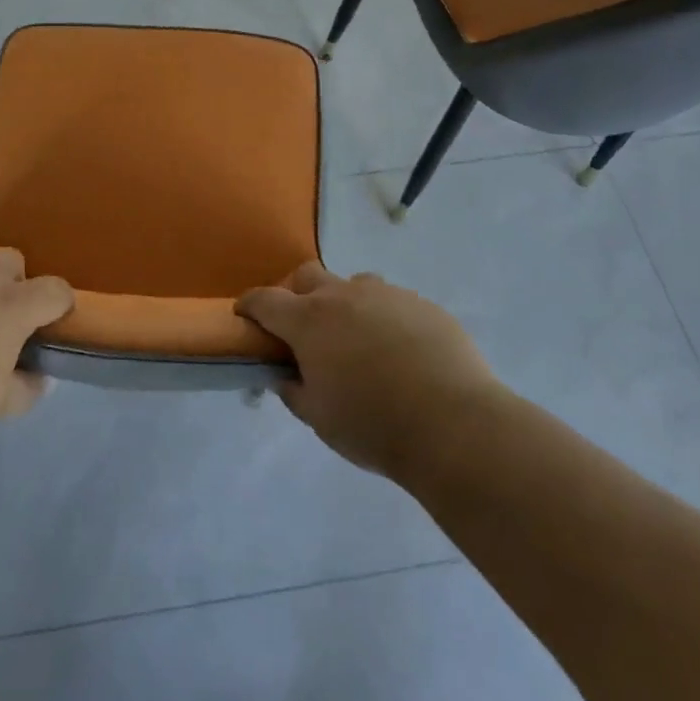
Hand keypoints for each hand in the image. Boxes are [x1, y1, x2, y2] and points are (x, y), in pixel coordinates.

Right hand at [237, 262, 498, 480]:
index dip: (250, 305)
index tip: (244, 315)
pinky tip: (399, 351)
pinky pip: (392, 302)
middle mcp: (344, 296)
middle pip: (307, 276)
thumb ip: (295, 391)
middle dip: (295, 294)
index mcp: (309, 321)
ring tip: (356, 339)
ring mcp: (387, 295)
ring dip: (344, 303)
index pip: (266, 300)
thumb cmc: (373, 425)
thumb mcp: (320, 418)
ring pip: (353, 285)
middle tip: (302, 327)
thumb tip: (287, 376)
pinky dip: (383, 318)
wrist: (454, 424)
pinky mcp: (422, 304)